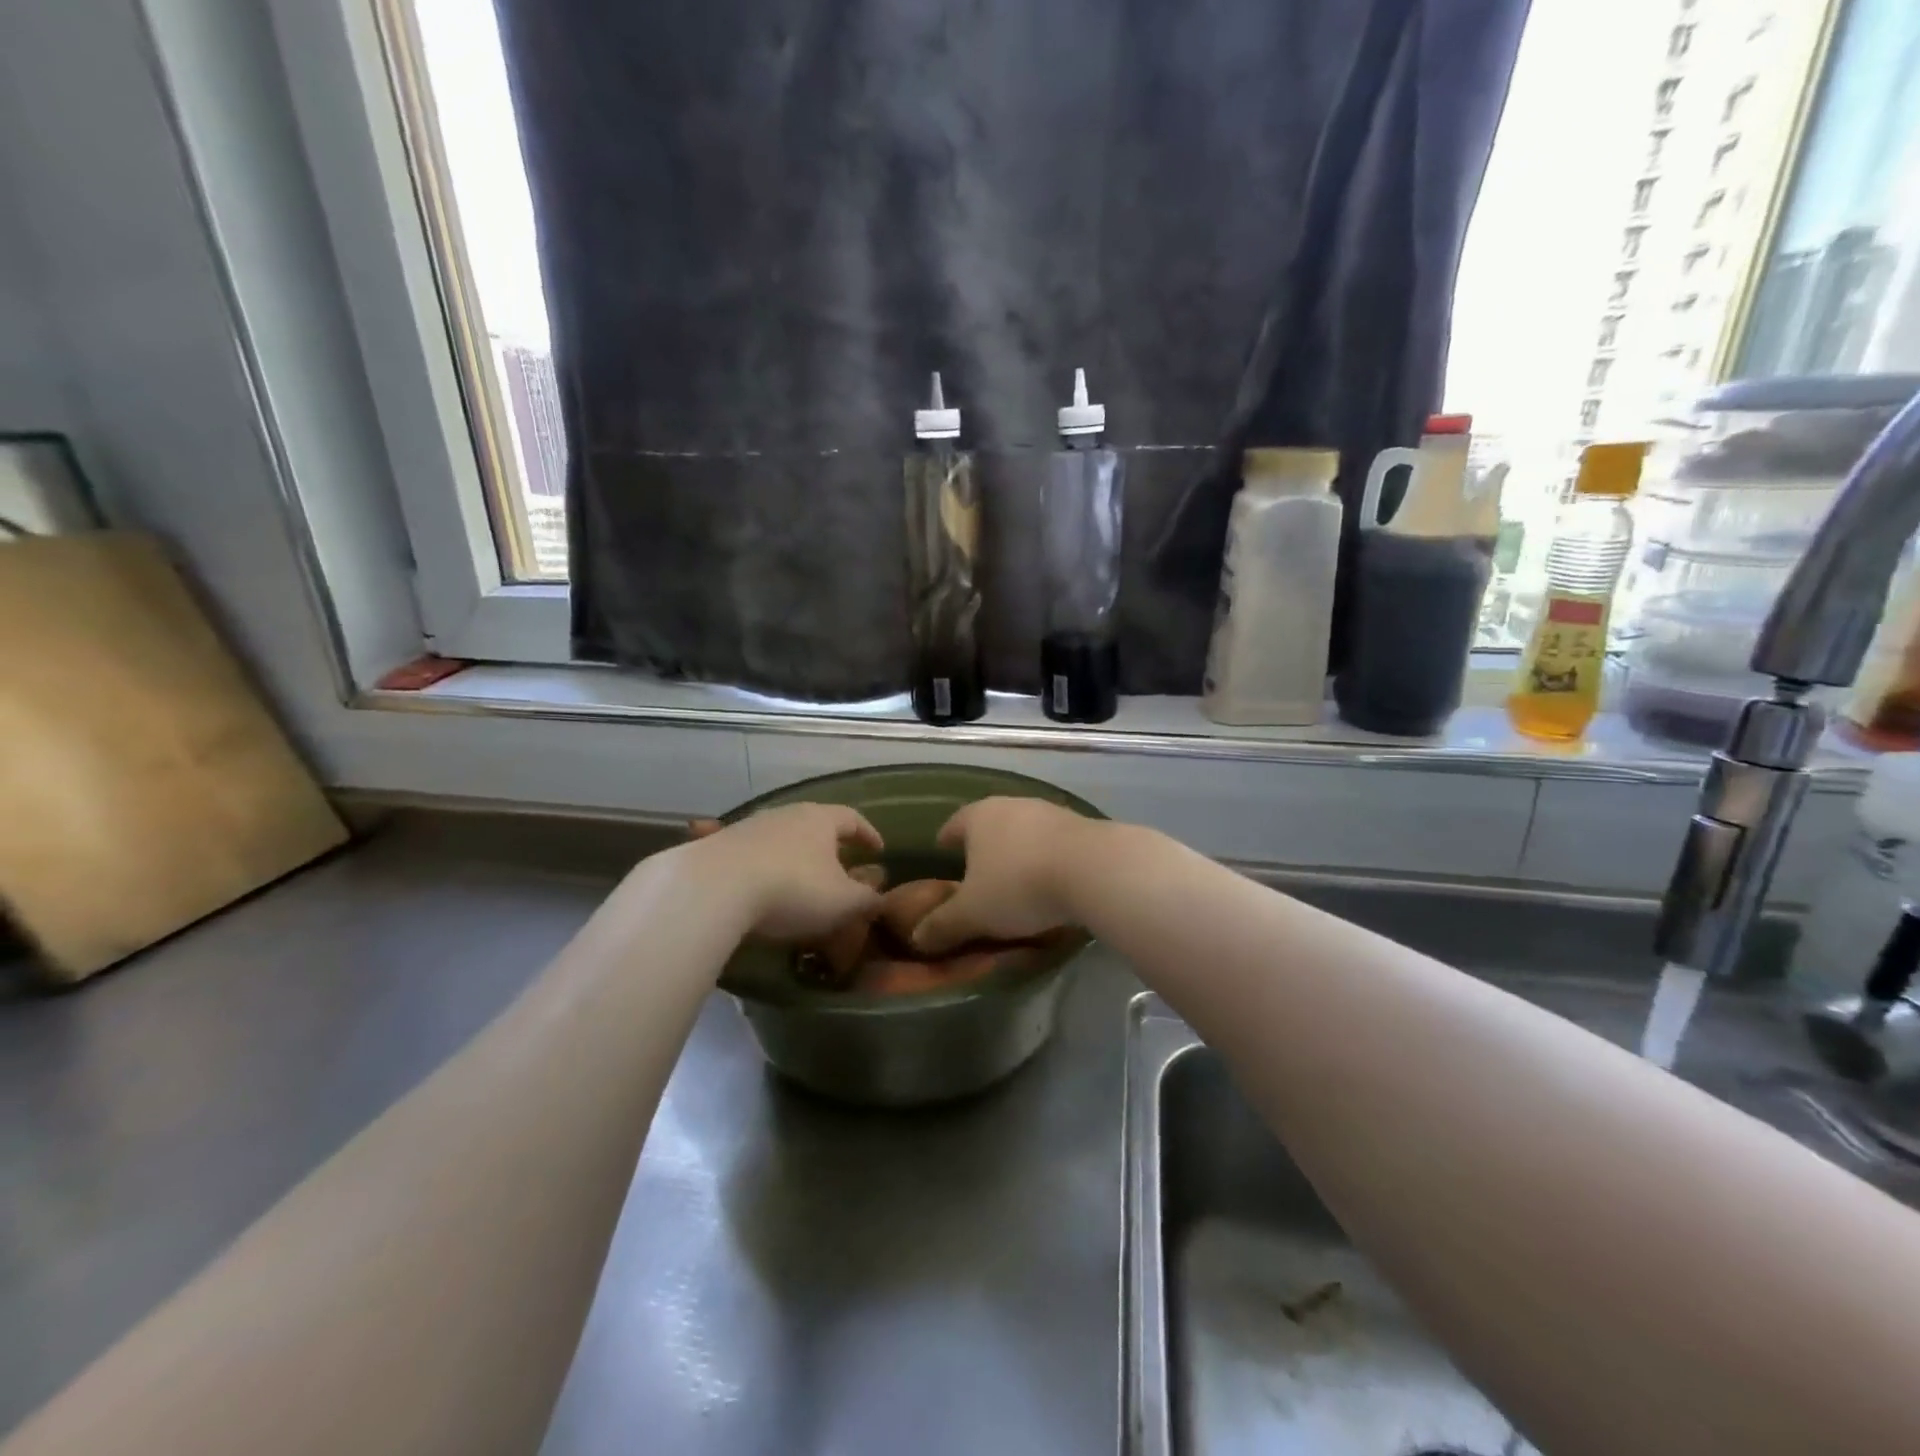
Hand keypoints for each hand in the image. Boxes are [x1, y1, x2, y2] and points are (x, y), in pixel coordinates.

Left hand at [680, 804, 884, 941]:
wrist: (714, 888)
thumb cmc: (793, 889)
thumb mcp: (842, 902)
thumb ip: (866, 900)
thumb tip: (879, 899)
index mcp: (820, 819)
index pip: (852, 818)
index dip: (868, 834)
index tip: (878, 850)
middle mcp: (785, 814)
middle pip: (814, 824)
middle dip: (829, 845)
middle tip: (840, 866)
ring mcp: (749, 827)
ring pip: (781, 838)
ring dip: (794, 857)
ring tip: (799, 881)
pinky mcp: (719, 846)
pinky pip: (751, 855)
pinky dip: (762, 869)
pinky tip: (760, 888)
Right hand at [912, 797, 1098, 954]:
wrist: (1094, 870)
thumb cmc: (1019, 886)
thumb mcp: (973, 914)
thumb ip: (943, 925)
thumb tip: (917, 937)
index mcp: (978, 817)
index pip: (952, 825)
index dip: (944, 843)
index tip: (942, 857)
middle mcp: (1012, 805)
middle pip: (989, 825)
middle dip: (983, 849)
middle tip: (977, 877)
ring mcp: (1050, 812)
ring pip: (1024, 833)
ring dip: (1018, 853)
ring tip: (1016, 882)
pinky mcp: (1083, 826)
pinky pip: (1054, 844)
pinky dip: (1047, 860)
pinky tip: (1051, 883)